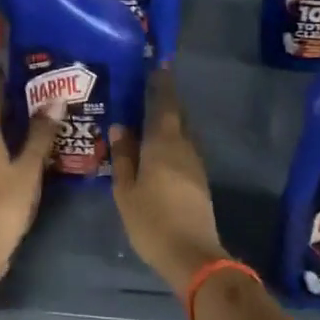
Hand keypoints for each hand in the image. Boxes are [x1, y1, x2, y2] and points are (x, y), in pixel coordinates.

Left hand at [0, 69, 61, 288]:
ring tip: (38, 115)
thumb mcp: (28, 168)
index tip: (15, 64)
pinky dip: (9, 143)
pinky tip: (27, 149)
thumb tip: (55, 100)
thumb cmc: (2, 204)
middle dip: (10, 100)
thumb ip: (41, 135)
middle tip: (38, 87)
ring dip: (10, 123)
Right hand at [109, 68, 229, 298]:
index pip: (164, 105)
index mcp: (164, 144)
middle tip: (149, 90)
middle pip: (177, 117)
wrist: (191, 254)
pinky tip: (159, 150)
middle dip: (166, 102)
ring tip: (150, 118)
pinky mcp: (199, 181)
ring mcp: (195, 165)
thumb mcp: (126, 190)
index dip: (162, 84)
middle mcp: (184, 147)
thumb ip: (123, 156)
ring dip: (170, 123)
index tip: (159, 65)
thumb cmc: (151, 220)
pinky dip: (172, 142)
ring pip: (182, 134)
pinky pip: (184, 150)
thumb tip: (120, 127)